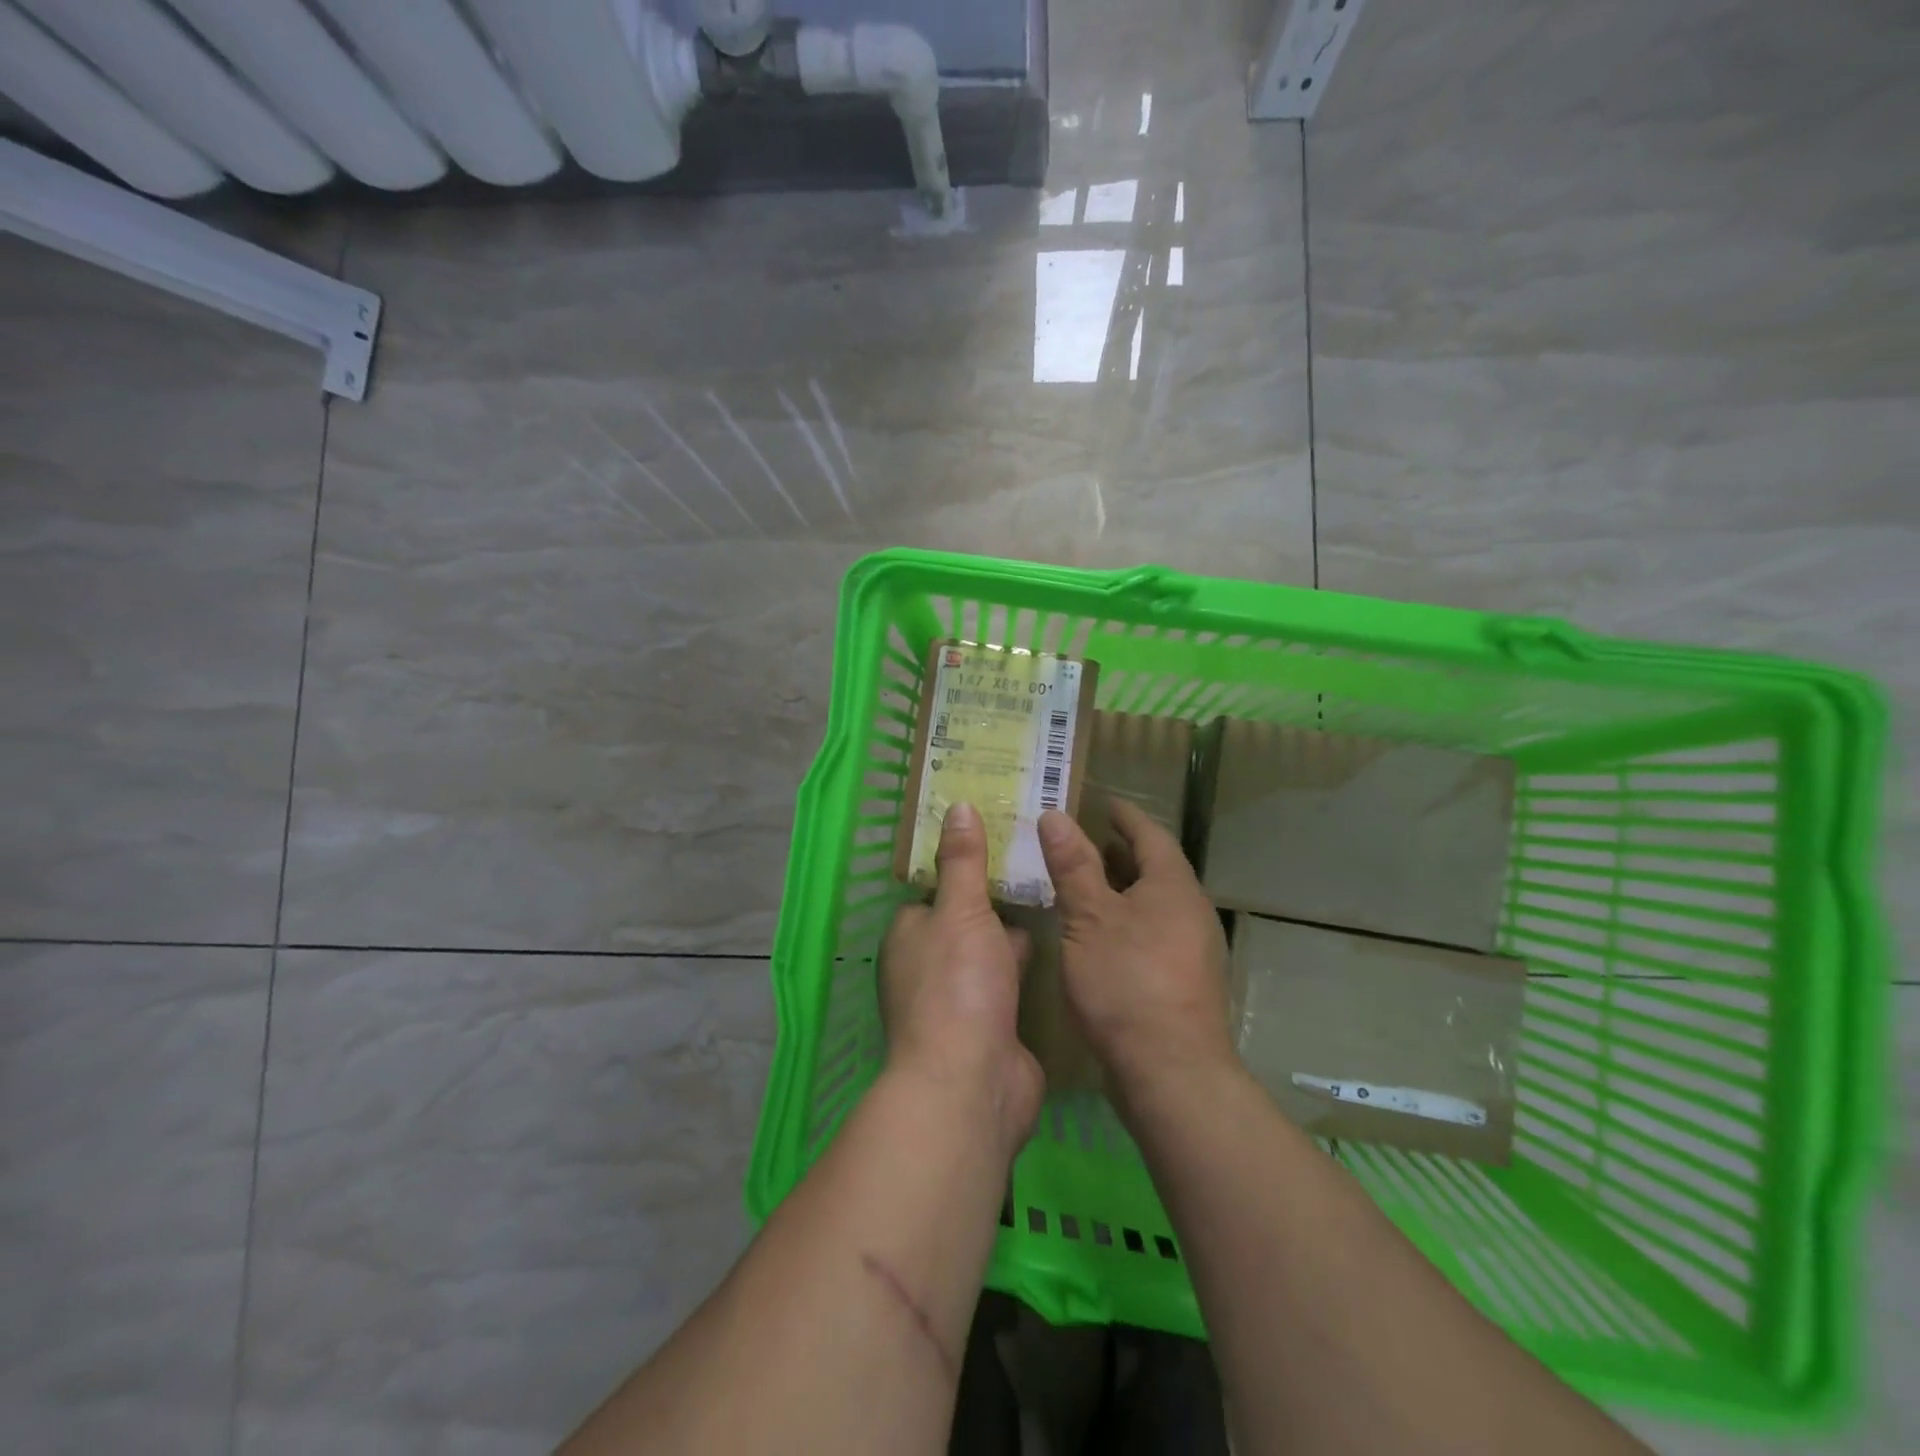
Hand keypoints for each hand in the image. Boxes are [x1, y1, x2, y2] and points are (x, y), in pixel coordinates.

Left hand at [880, 803, 1043, 1154]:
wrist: (972, 1084)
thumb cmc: (957, 986)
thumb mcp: (960, 911)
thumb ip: (962, 861)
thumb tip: (957, 806)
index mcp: (910, 934)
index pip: (937, 889)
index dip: (966, 863)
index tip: (1002, 836)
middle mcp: (928, 965)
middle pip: (966, 919)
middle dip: (997, 897)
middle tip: (1040, 860)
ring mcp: (960, 998)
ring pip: (990, 951)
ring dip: (1015, 933)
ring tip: (1058, 891)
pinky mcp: (991, 1025)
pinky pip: (1011, 982)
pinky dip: (1029, 966)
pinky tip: (1063, 943)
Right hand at [1037, 799, 1235, 1109]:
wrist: (1171, 1072)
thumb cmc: (1127, 982)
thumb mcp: (1089, 918)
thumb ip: (1073, 866)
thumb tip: (1055, 816)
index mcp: (1173, 886)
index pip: (1149, 834)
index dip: (1124, 816)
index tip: (1102, 803)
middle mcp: (1190, 911)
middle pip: (1155, 868)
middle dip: (1121, 852)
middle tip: (1083, 841)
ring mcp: (1191, 949)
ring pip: (1153, 902)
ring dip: (1122, 887)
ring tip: (1084, 884)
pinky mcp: (1183, 981)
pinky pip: (1153, 931)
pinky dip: (1126, 919)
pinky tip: (1098, 936)